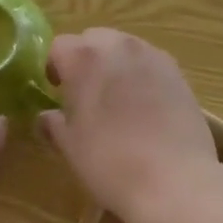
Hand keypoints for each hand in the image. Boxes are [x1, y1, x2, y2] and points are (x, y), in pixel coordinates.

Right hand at [37, 29, 221, 222]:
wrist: (175, 183)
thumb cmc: (111, 163)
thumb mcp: (71, 148)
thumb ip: (53, 124)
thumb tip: (46, 117)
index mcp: (83, 57)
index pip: (58, 46)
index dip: (54, 68)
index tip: (56, 92)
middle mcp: (116, 45)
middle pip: (92, 39)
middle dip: (85, 60)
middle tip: (86, 94)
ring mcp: (150, 54)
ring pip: (122, 47)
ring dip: (114, 64)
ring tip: (118, 100)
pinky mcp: (176, 70)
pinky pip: (148, 62)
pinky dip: (141, 74)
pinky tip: (146, 106)